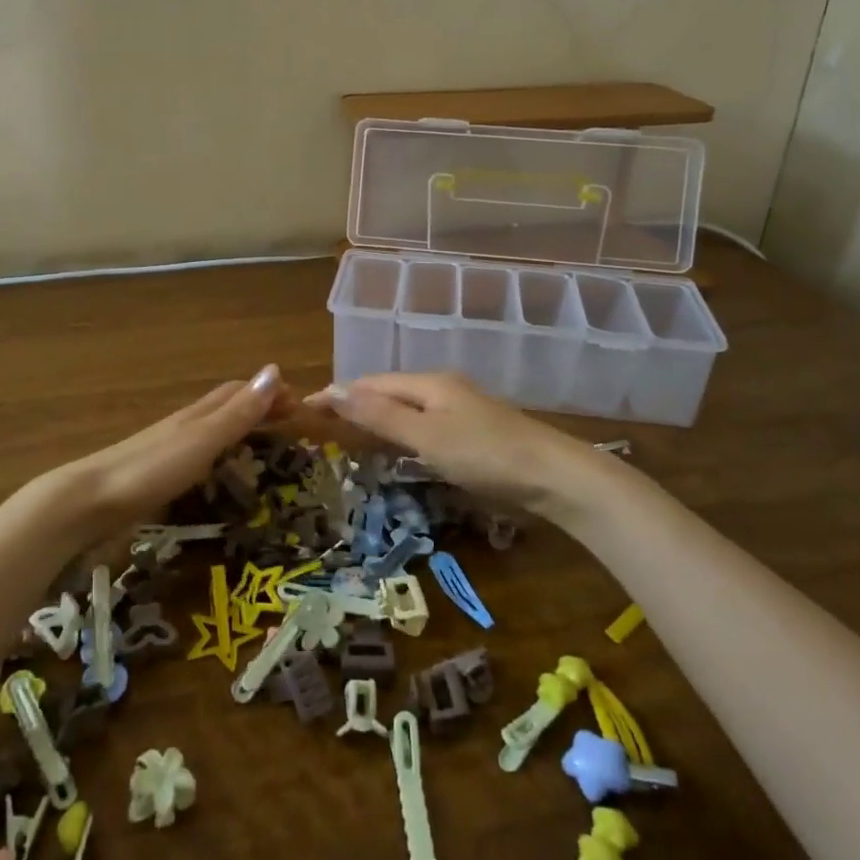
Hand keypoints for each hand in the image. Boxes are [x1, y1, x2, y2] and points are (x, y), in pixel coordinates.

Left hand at [56, 363, 284, 536]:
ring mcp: (167, 452)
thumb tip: (275, 370)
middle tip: (291, 428)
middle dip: (258, 410)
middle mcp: (184, 426)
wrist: (87, 502)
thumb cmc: (151, 469)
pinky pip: (198, 458)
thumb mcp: (202, 440)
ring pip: (212, 433)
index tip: (301, 406)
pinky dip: (220, 458)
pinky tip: (220, 476)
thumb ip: (238, 412)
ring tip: (265, 451)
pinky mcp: (156, 477)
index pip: (239, 391)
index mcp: (197, 415)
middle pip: (226, 409)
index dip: (270, 393)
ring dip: (240, 433)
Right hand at [304, 372, 608, 511]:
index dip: (338, 393)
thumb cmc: (485, 454)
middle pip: (389, 390)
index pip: (371, 382)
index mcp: (429, 383)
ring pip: (408, 407)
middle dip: (355, 401)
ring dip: (377, 416)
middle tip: (322, 422)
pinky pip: (425, 424)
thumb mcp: (426, 436)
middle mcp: (443, 388)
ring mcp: (462, 409)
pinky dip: (401, 431)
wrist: (554, 477)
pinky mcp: (474, 432)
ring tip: (349, 433)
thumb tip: (334, 390)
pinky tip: (397, 445)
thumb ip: (380, 415)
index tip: (305, 407)